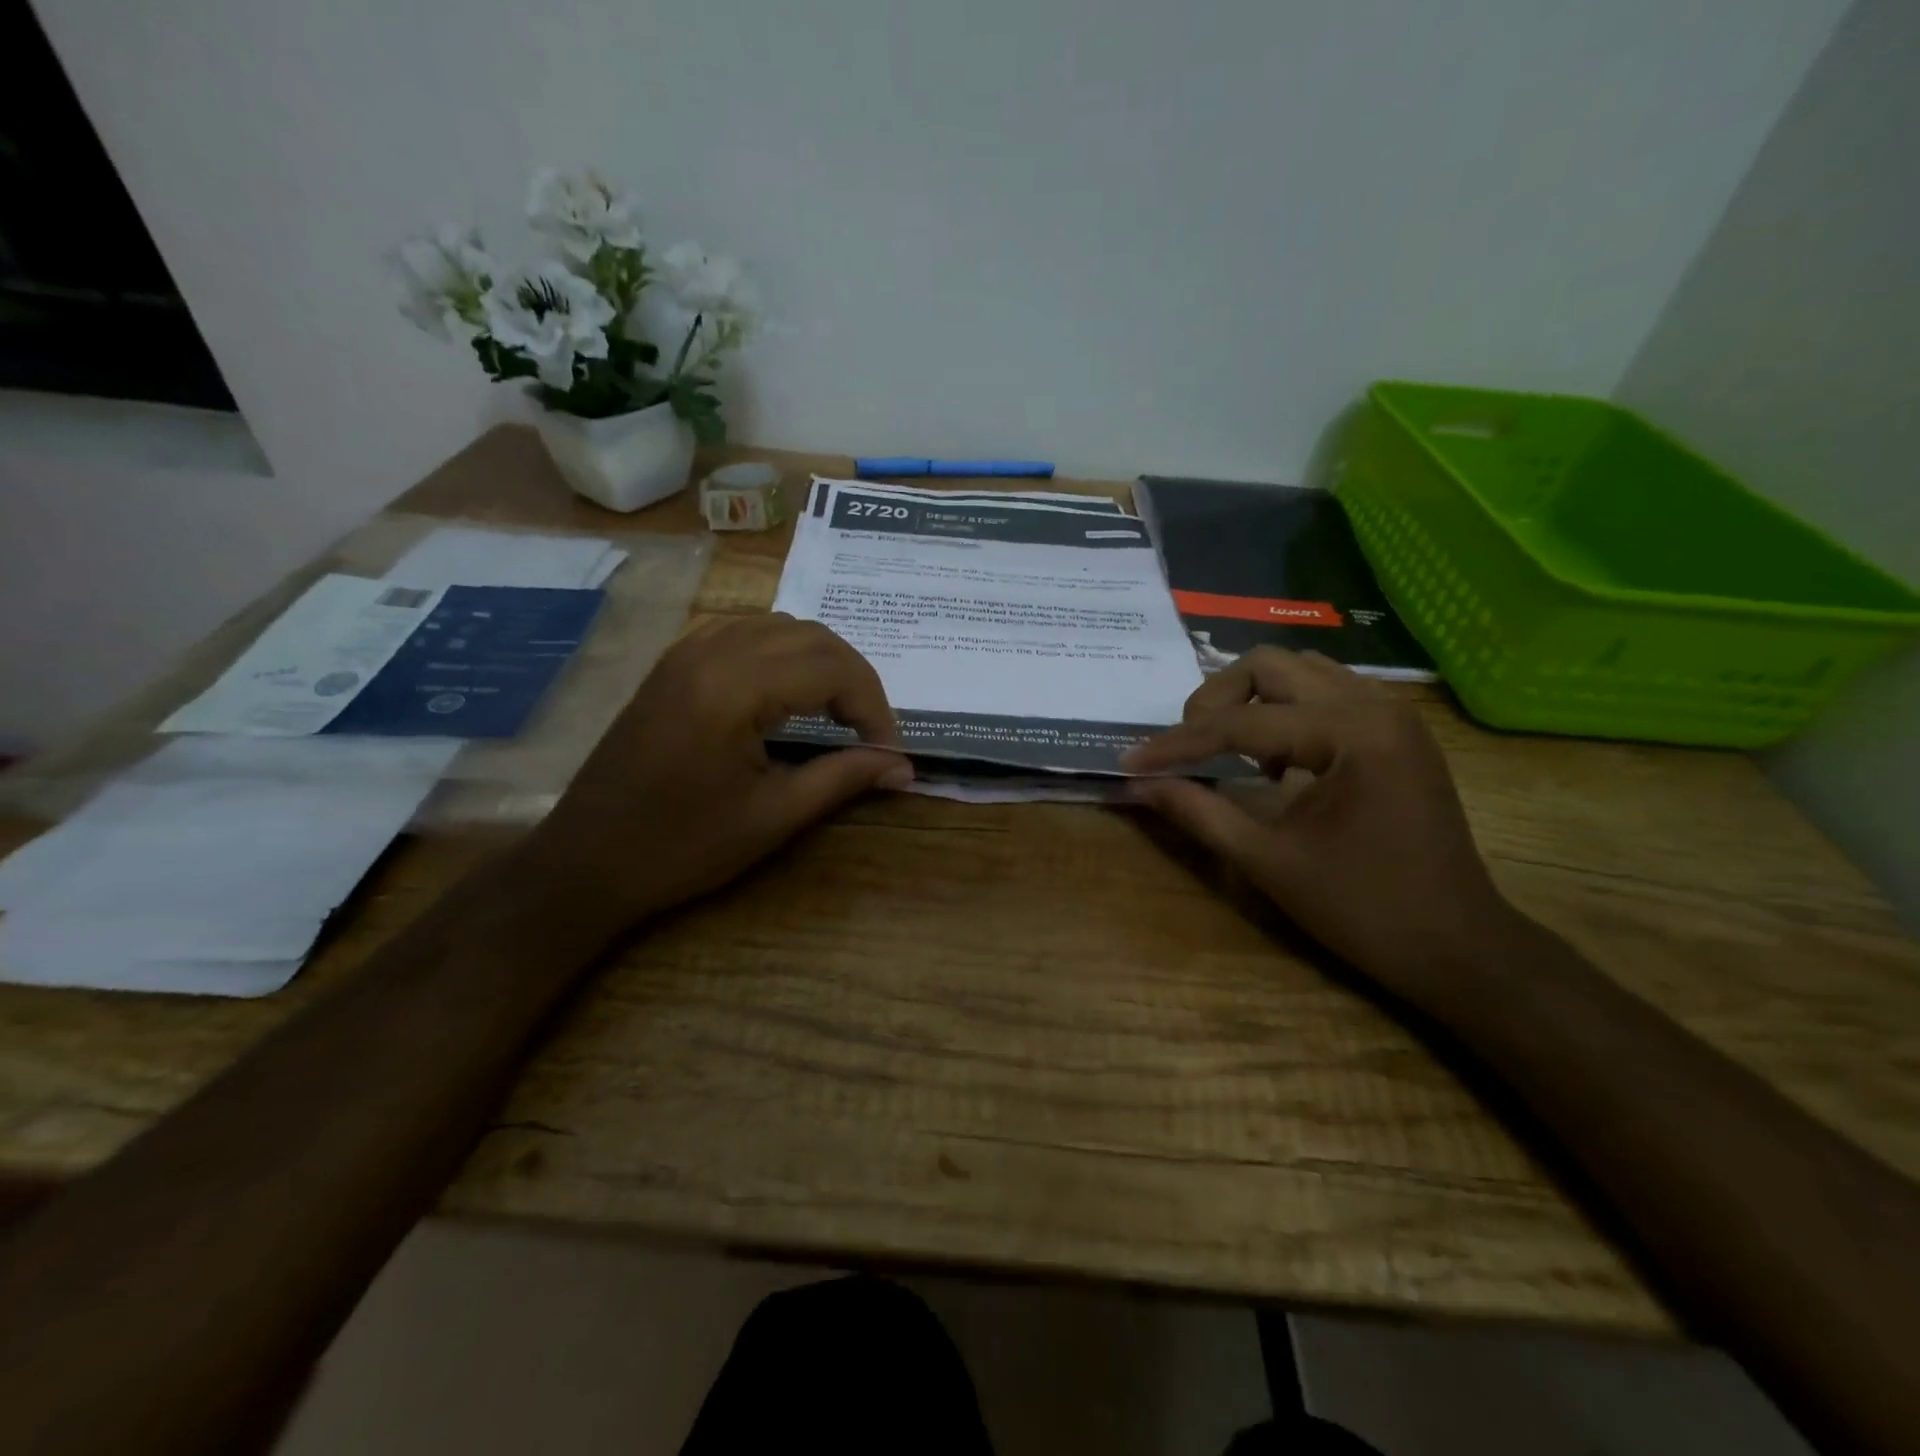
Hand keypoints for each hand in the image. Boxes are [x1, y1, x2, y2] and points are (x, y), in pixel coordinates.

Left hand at [531, 614, 910, 923]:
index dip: (874, 707)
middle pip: (812, 636)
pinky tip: (790, 692)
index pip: (833, 668)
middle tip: (870, 731)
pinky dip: (783, 653)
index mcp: (734, 689)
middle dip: (855, 679)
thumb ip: (844, 779)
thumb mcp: (773, 817)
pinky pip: (745, 632)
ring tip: (840, 711)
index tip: (888, 751)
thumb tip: (904, 768)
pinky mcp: (675, 662)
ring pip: (780, 626)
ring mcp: (687, 651)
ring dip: (822, 661)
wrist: (588, 859)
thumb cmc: (682, 847)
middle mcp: (711, 652)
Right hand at [1121, 649, 1528, 1000]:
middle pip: (1269, 665)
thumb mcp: (1267, 861)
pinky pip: (1325, 693)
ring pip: (1299, 671)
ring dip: (1252, 702)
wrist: (1458, 946)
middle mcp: (1374, 704)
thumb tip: (1138, 785)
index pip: (1240, 723)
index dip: (1177, 744)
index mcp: (1350, 733)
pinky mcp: (1397, 731)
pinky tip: (1277, 762)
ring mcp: (1392, 713)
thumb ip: (1197, 812)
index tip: (1131, 762)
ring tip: (1232, 753)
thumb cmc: (1362, 909)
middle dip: (1215, 701)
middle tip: (1189, 748)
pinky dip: (1287, 712)